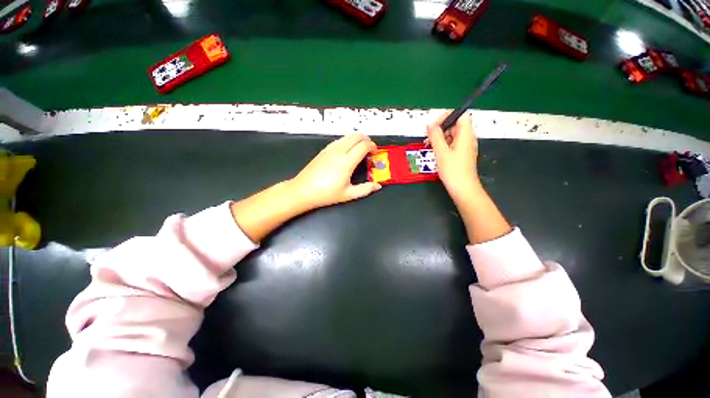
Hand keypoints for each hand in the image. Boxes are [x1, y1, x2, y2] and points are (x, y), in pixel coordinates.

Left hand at [291, 133, 381, 209]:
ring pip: (347, 136)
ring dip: (357, 139)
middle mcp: (338, 151)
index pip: (363, 145)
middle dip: (366, 139)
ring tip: (360, 150)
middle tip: (370, 149)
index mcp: (346, 161)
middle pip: (356, 136)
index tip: (375, 153)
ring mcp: (329, 149)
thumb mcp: (348, 194)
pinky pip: (339, 140)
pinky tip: (347, 151)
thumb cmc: (326, 194)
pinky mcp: (323, 150)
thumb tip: (378, 186)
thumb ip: (365, 189)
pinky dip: (347, 141)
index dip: (372, 146)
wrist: (303, 191)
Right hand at [426, 111, 479, 198]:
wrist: (463, 189)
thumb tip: (430, 124)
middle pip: (456, 124)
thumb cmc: (453, 170)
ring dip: (441, 137)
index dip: (447, 116)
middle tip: (429, 138)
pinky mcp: (463, 154)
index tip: (434, 126)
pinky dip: (444, 144)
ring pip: (453, 134)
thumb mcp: (441, 152)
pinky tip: (437, 153)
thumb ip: (435, 136)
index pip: (460, 115)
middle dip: (441, 128)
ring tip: (431, 146)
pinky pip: (453, 143)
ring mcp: (466, 146)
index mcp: (466, 134)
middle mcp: (468, 138)